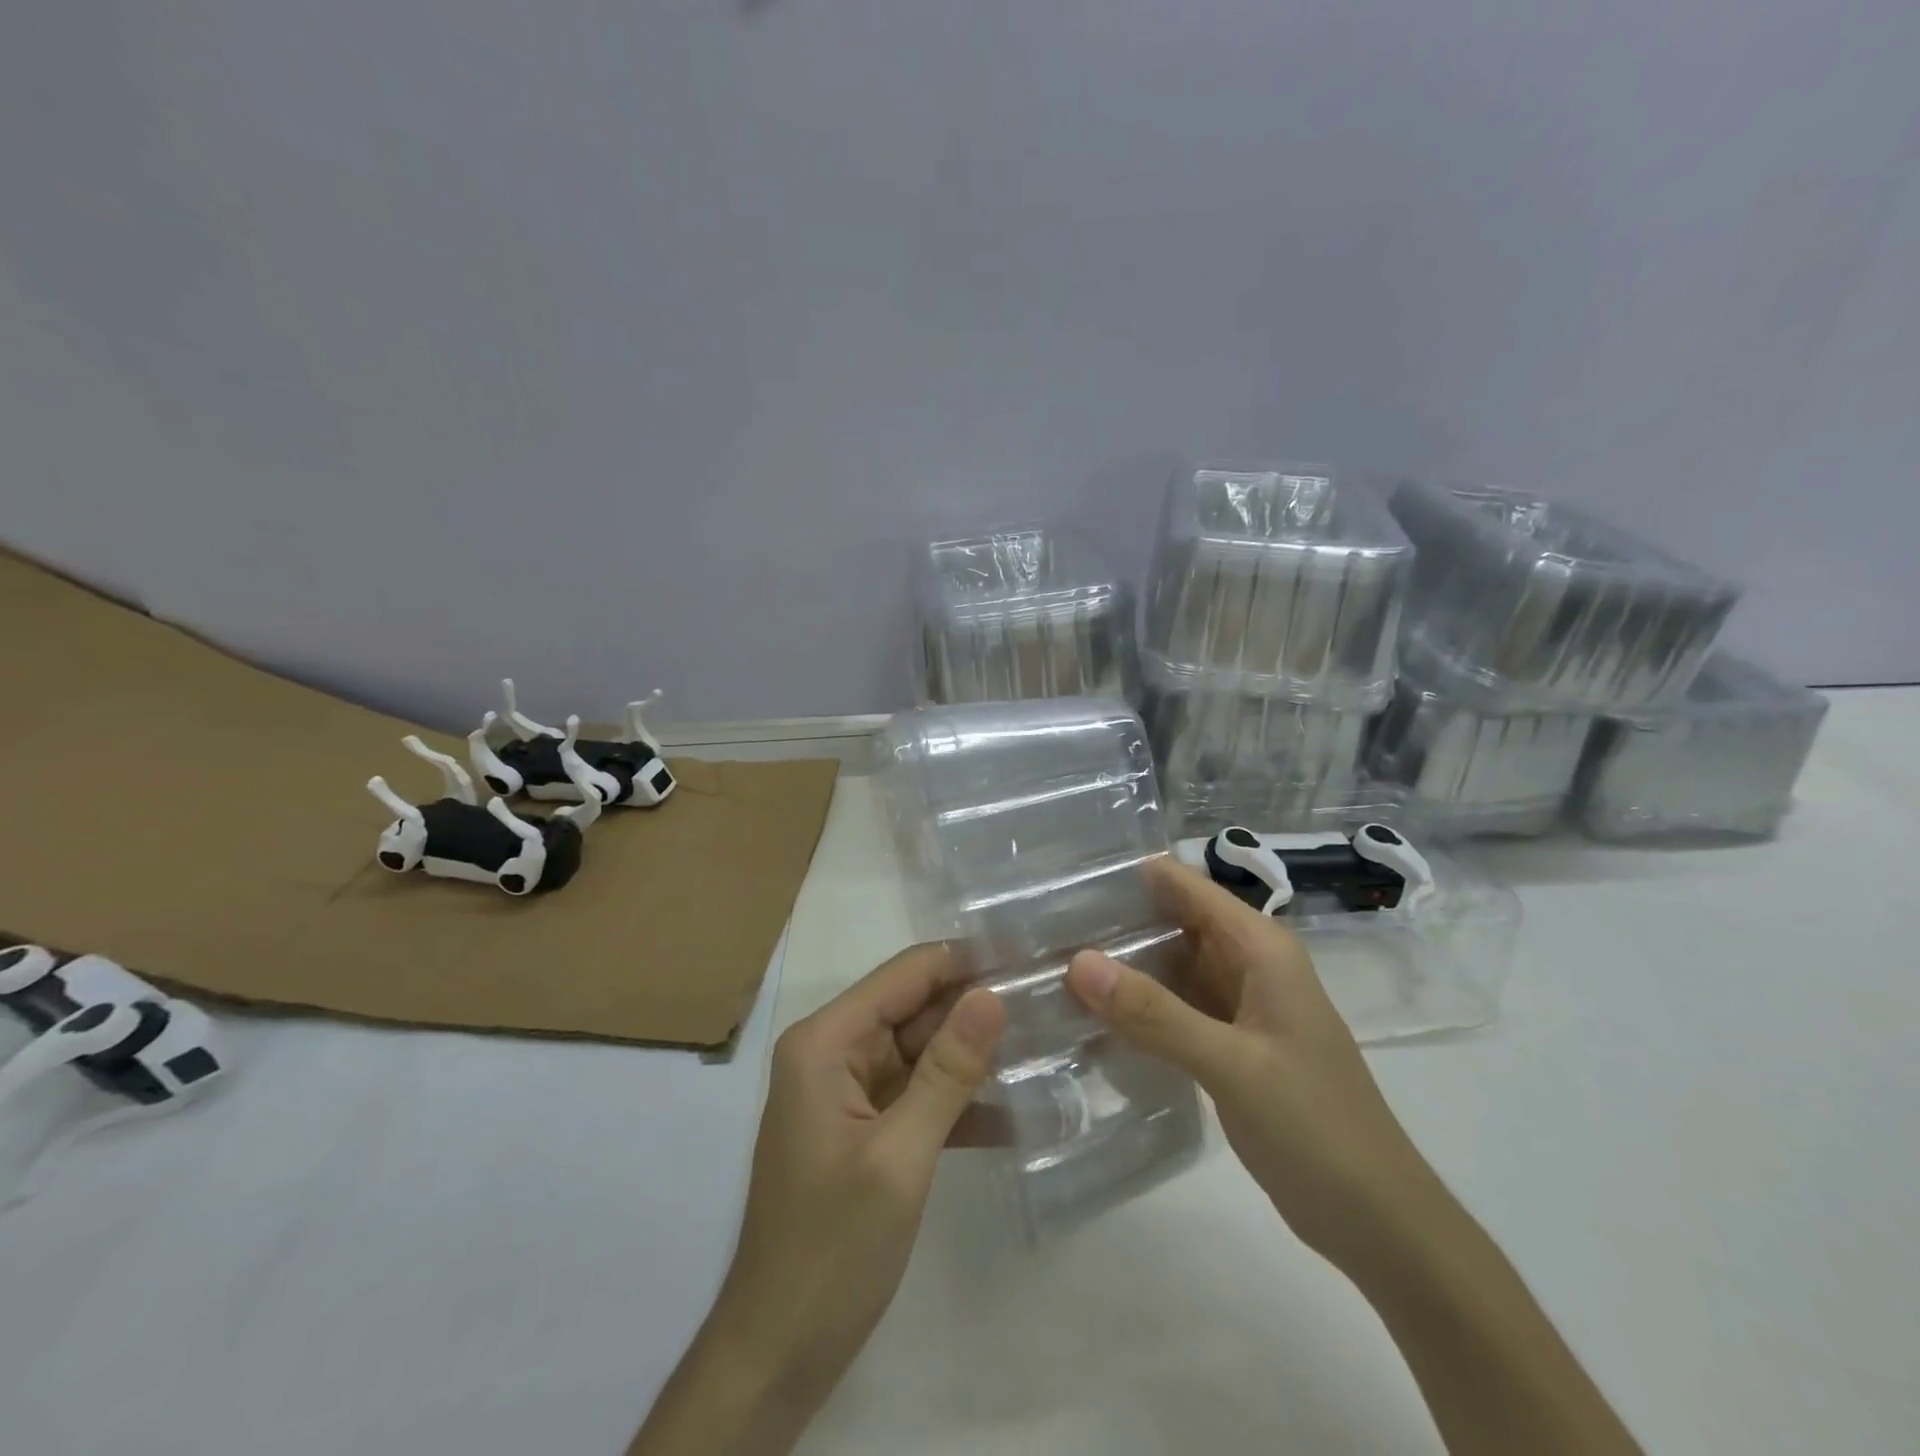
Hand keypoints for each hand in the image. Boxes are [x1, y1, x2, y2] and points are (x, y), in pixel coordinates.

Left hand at [633, 945, 1005, 1455]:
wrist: (778, 1352)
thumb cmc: (832, 1249)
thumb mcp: (900, 1156)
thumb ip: (948, 1071)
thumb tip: (992, 995)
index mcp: (826, 1042)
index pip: (904, 975)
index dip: (964, 962)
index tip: (1027, 958)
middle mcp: (833, 1051)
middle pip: (914, 1009)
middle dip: (976, 1008)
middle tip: (1050, 1004)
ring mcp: (847, 1090)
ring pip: (922, 1050)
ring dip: (974, 1054)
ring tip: (1047, 1043)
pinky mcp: (864, 1126)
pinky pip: (917, 1093)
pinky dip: (959, 1100)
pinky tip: (1018, 1107)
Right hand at [1066, 856, 1439, 1275]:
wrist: (1378, 1222)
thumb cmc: (1316, 1129)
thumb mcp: (1232, 1065)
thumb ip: (1154, 1014)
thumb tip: (1077, 961)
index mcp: (1260, 948)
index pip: (1185, 885)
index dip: (1130, 876)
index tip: (1065, 881)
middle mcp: (1249, 964)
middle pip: (1173, 920)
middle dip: (1115, 920)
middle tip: (1043, 927)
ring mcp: (1239, 1005)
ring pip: (1170, 966)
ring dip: (1122, 964)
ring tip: (1051, 960)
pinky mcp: (1228, 1043)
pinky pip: (1174, 1007)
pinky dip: (1138, 1007)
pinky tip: (1091, 1014)